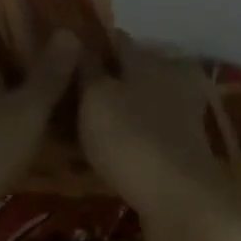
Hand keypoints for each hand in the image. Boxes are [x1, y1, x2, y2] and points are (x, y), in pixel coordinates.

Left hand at [0, 30, 81, 221]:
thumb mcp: (27, 109)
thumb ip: (50, 72)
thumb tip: (69, 31)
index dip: (20, 35)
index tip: (53, 45)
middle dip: (24, 72)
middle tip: (66, 80)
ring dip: (16, 105)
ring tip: (58, 113)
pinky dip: (5, 133)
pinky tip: (34, 145)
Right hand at [79, 34, 240, 240]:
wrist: (180, 200)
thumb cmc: (131, 137)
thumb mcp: (96, 96)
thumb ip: (86, 68)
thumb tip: (76, 40)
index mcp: (151, 59)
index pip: (116, 40)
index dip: (88, 46)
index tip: (59, 60)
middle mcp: (171, 80)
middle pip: (128, 73)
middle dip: (100, 83)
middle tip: (62, 100)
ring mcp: (181, 116)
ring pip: (135, 106)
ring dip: (112, 114)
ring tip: (74, 131)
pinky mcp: (181, 150)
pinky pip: (143, 135)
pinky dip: (124, 140)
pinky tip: (100, 155)